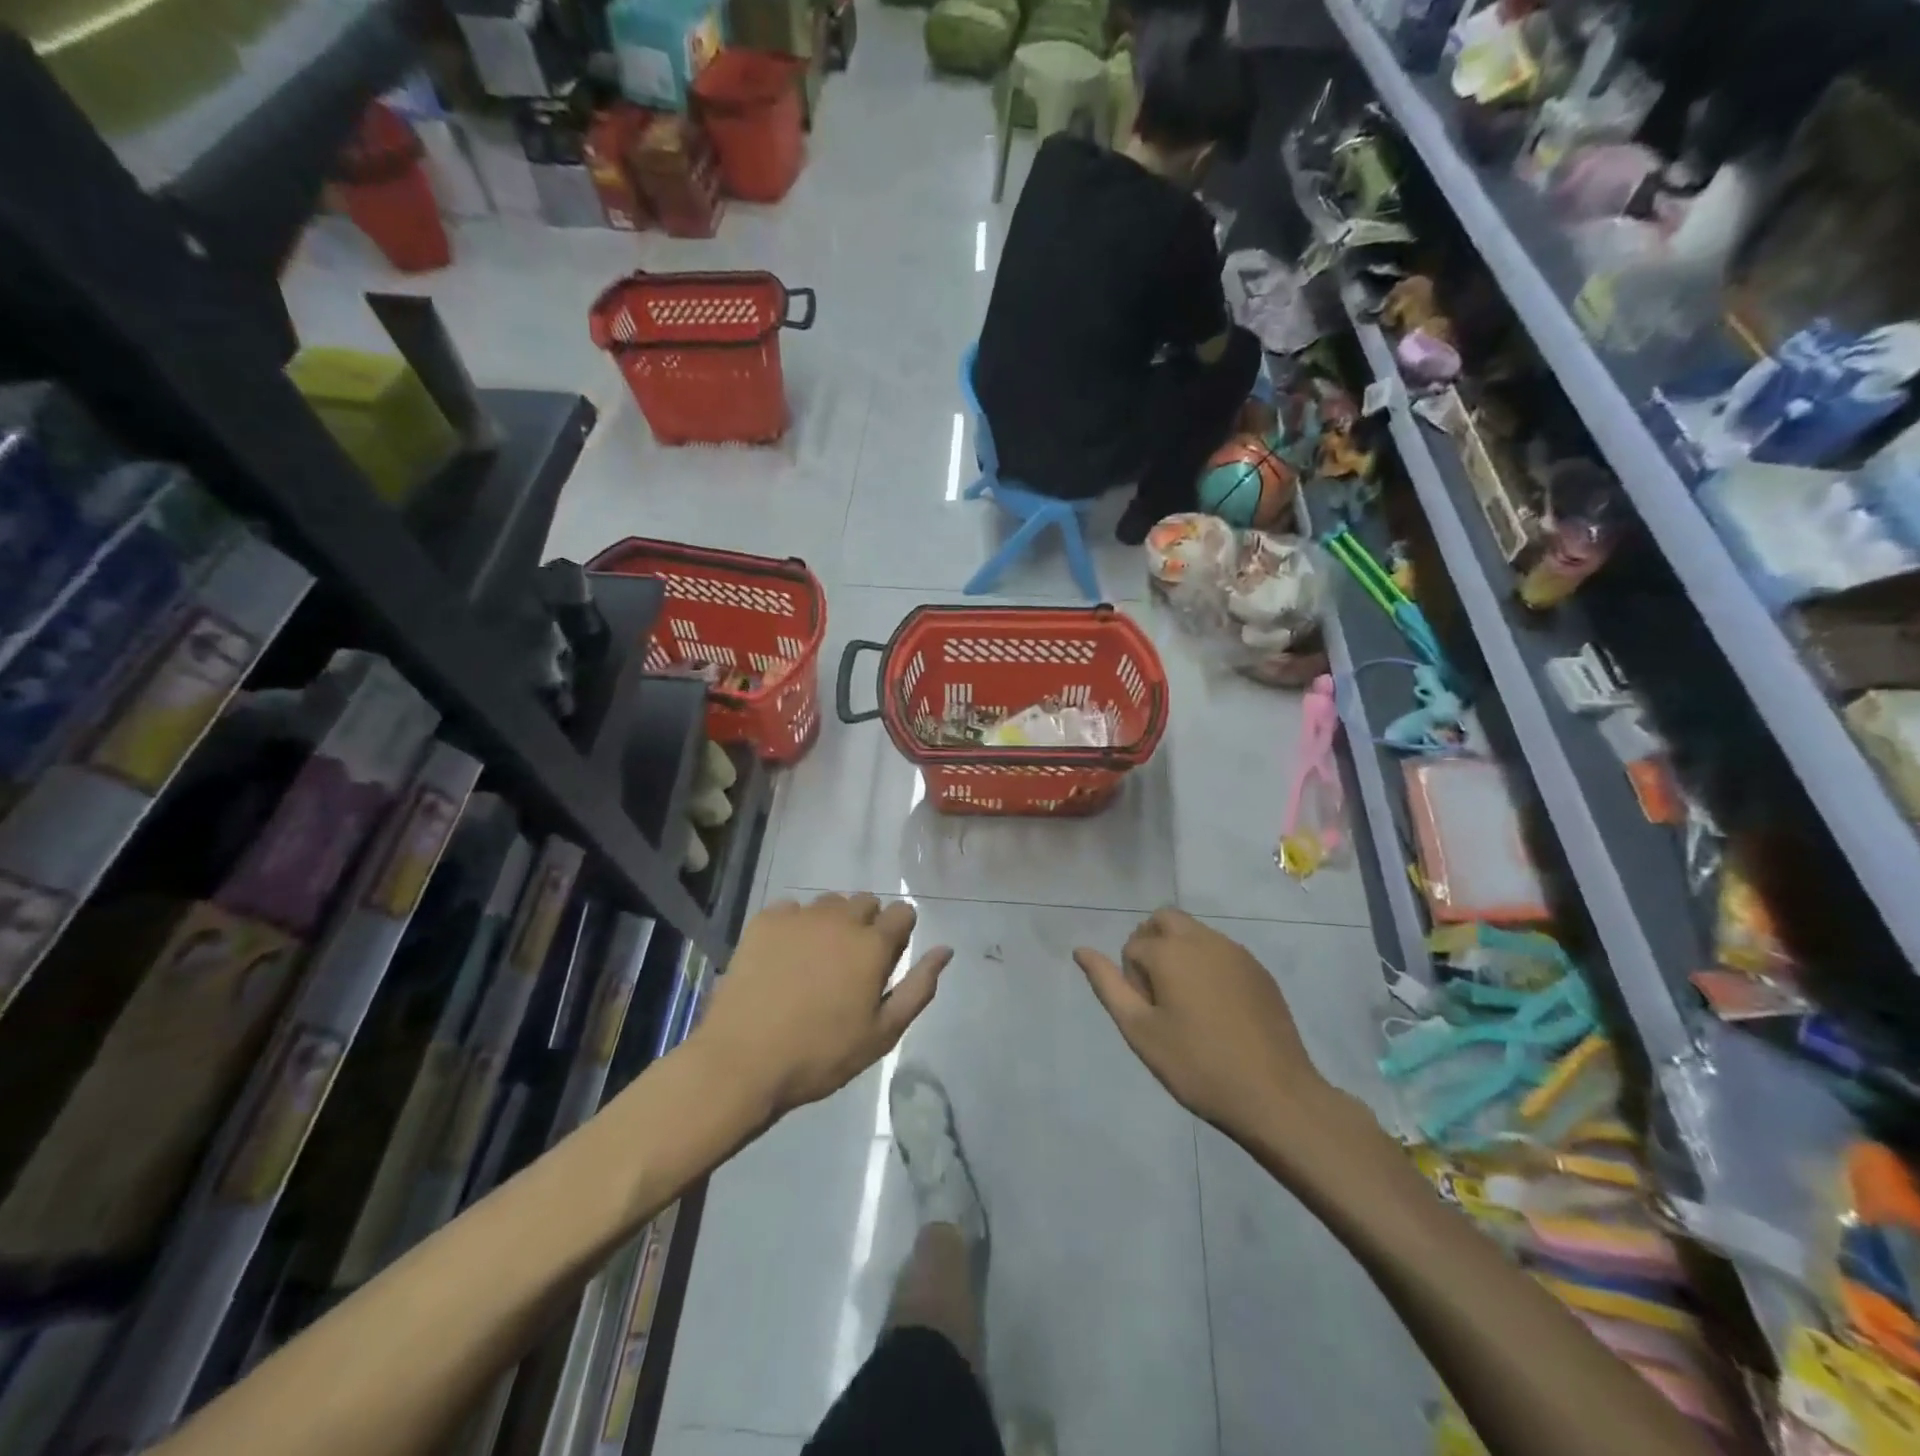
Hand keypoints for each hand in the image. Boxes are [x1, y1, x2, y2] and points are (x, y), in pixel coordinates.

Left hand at [694, 893, 952, 1117]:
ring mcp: (800, 916)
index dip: (899, 933)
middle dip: (867, 924)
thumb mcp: (882, 1033)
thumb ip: (919, 987)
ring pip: (829, 902)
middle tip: (850, 964)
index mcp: (872, 944)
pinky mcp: (765, 920)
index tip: (887, 959)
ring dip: (832, 922)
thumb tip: (945, 950)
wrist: (742, 1061)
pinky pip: (791, 909)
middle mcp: (840, 918)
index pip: (902, 912)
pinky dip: (795, 925)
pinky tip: (784, 957)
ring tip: (816, 959)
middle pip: (866, 902)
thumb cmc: (821, 1054)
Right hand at [1074, 907, 1332, 1147]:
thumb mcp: (1140, 1030)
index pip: (1133, 946)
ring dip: (1180, 953)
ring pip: (1195, 933)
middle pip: (1164, 920)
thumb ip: (1108, 985)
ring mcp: (1236, 952)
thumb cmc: (1197, 1065)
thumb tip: (1081, 950)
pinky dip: (1208, 966)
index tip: (1147, 1015)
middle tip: (1159, 995)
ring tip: (1188, 1006)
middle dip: (1152, 945)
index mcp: (1170, 950)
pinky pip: (1222, 951)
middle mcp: (1203, 938)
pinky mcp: (1259, 970)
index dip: (1131, 979)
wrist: (1275, 1095)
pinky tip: (1218, 1011)